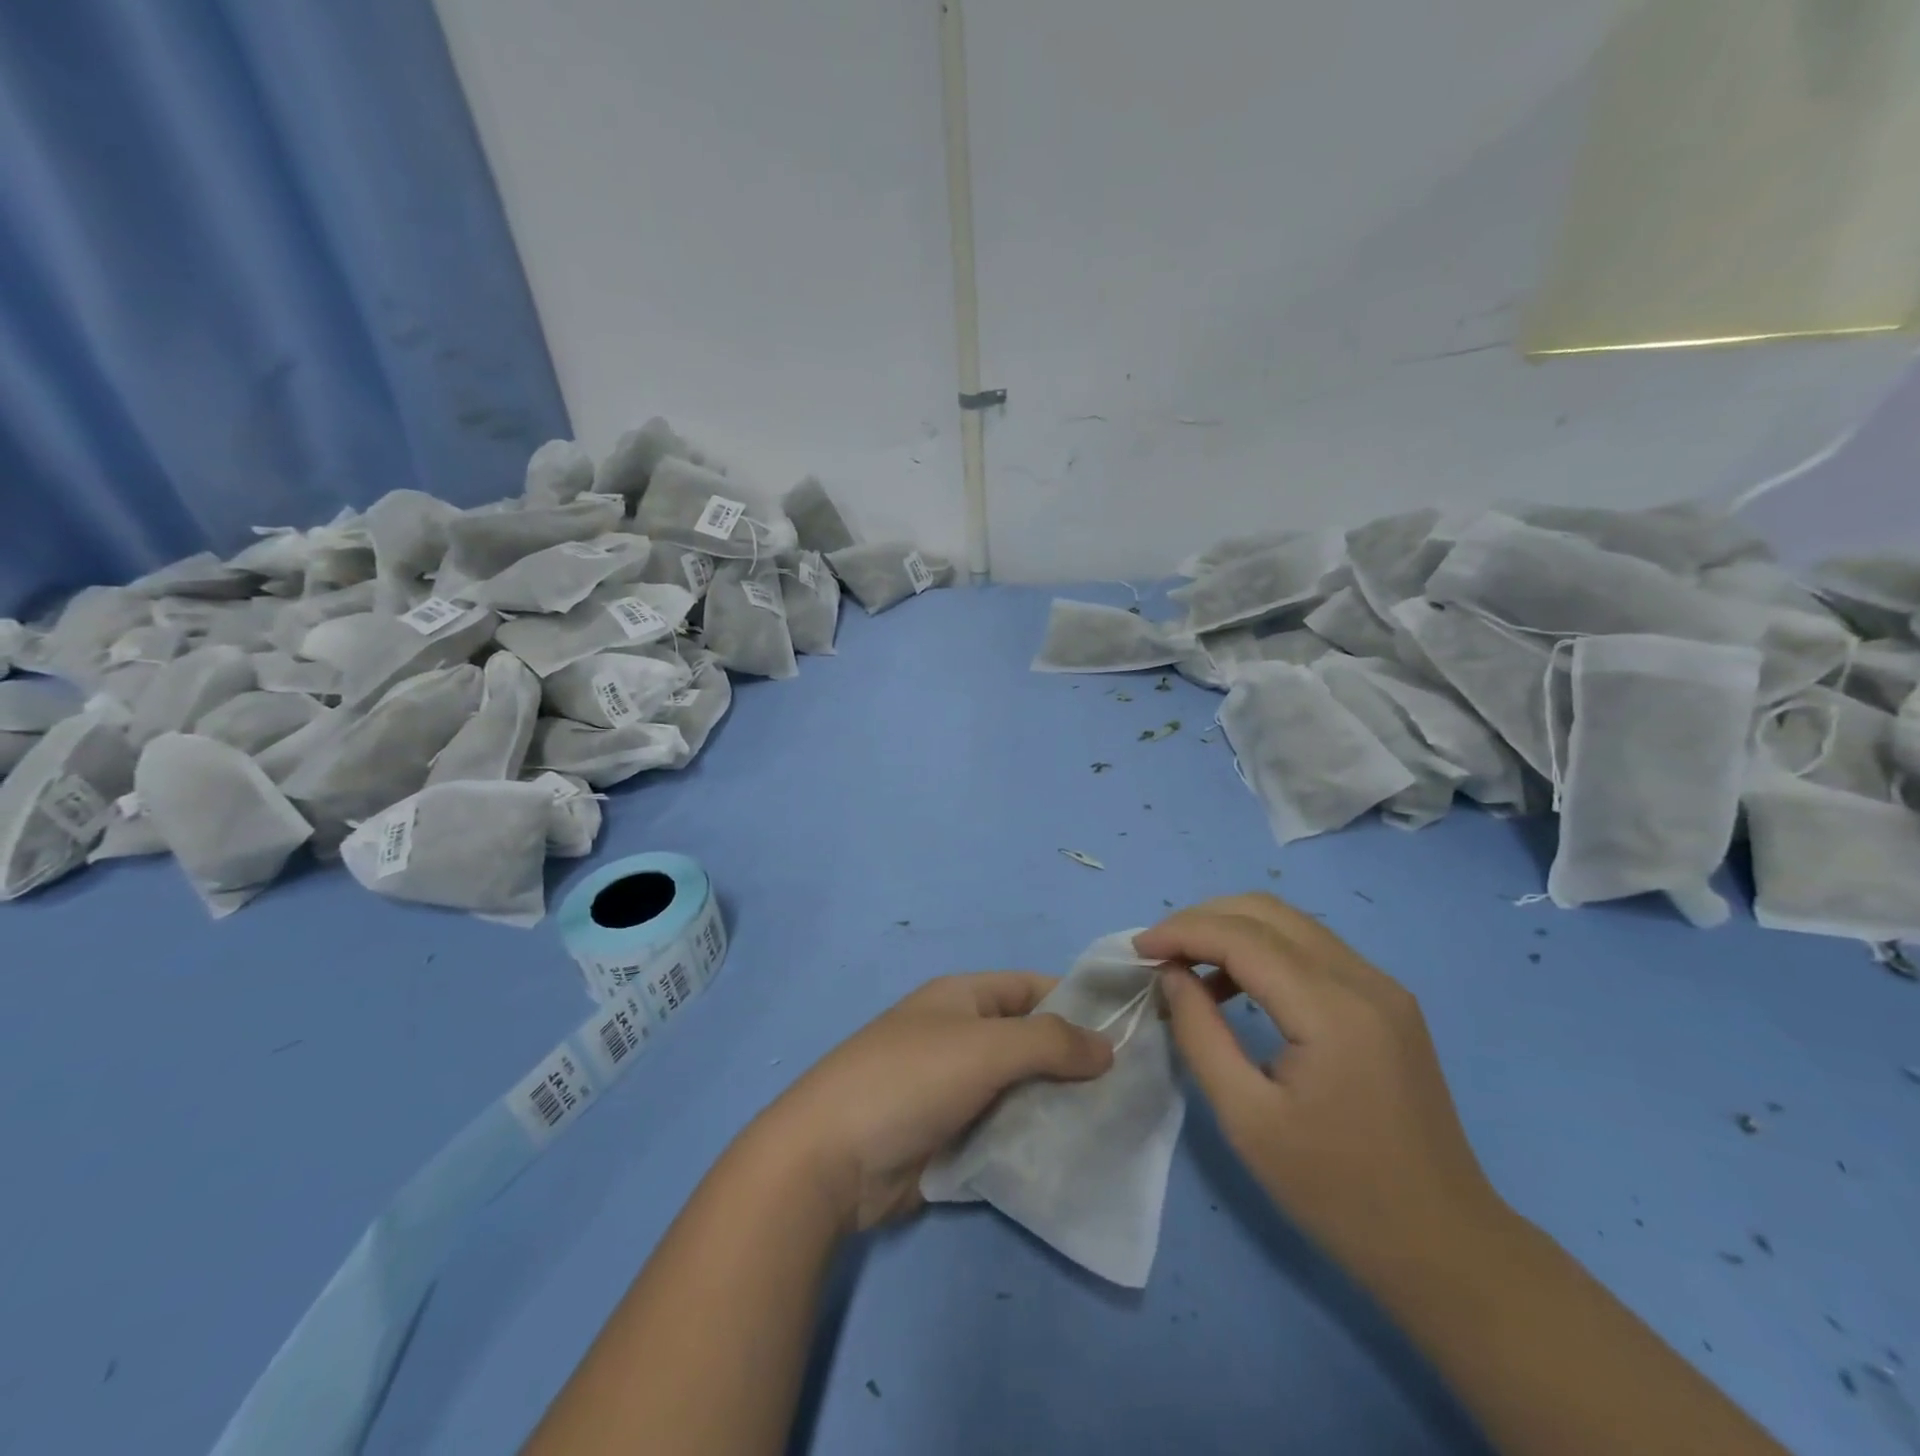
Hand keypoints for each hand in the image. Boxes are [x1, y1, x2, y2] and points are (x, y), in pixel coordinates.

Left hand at [752, 973, 1113, 1231]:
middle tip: (1128, 1091)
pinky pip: (1001, 1131)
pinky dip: (1031, 1141)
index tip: (1126, 1032)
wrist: (830, 1158)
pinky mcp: (947, 1137)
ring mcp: (952, 1089)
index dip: (1077, 1003)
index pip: (1031, 988)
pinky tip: (1070, 1159)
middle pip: (1029, 1042)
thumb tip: (1108, 1046)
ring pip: (1019, 1090)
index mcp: (962, 998)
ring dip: (1056, 1106)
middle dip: (1072, 1063)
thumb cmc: (910, 1080)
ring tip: (1111, 1127)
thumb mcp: (986, 1047)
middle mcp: (959, 1036)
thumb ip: (1051, 1042)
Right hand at [1138, 894, 1505, 1287]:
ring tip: (1187, 967)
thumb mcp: (1247, 1119)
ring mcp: (1383, 987)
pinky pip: (1312, 950)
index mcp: (1333, 1011)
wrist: (1445, 1246)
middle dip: (1202, 920)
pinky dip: (1263, 951)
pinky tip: (1236, 987)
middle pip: (1267, 912)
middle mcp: (1364, 980)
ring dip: (1231, 930)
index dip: (1182, 932)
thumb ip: (1200, 1034)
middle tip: (1159, 953)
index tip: (1137, 950)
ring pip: (1290, 923)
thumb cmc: (1337, 1192)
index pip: (1242, 937)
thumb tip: (1172, 975)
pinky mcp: (1387, 1002)